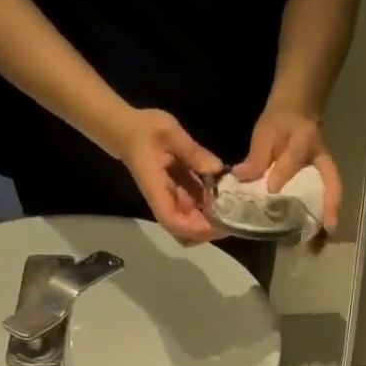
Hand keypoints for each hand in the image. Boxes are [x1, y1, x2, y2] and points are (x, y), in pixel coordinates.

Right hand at [111, 108, 221, 243]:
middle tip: (234, 217)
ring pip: (193, 228)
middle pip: (186, 235)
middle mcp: (164, 204)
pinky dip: (211, 211)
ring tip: (233, 208)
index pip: (173, 222)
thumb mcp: (170, 133)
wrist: (131, 131)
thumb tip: (217, 169)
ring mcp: (172, 204)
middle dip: (210, 231)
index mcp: (156, 191)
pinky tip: (225, 197)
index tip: (219, 223)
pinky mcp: (179, 200)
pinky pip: (196, 214)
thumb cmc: (146, 130)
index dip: (196, 229)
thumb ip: (193, 152)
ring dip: (212, 222)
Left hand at [234, 104, 340, 240]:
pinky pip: (323, 206)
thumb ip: (256, 156)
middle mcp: (320, 161)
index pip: (294, 158)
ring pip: (331, 199)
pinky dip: (320, 225)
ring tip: (318, 247)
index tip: (272, 189)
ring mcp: (324, 175)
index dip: (284, 172)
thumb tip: (240, 176)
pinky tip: (313, 243)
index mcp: (304, 140)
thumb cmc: (280, 124)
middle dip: (329, 209)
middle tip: (325, 231)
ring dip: (326, 223)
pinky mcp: (321, 186)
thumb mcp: (265, 133)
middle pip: (331, 185)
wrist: (295, 113)